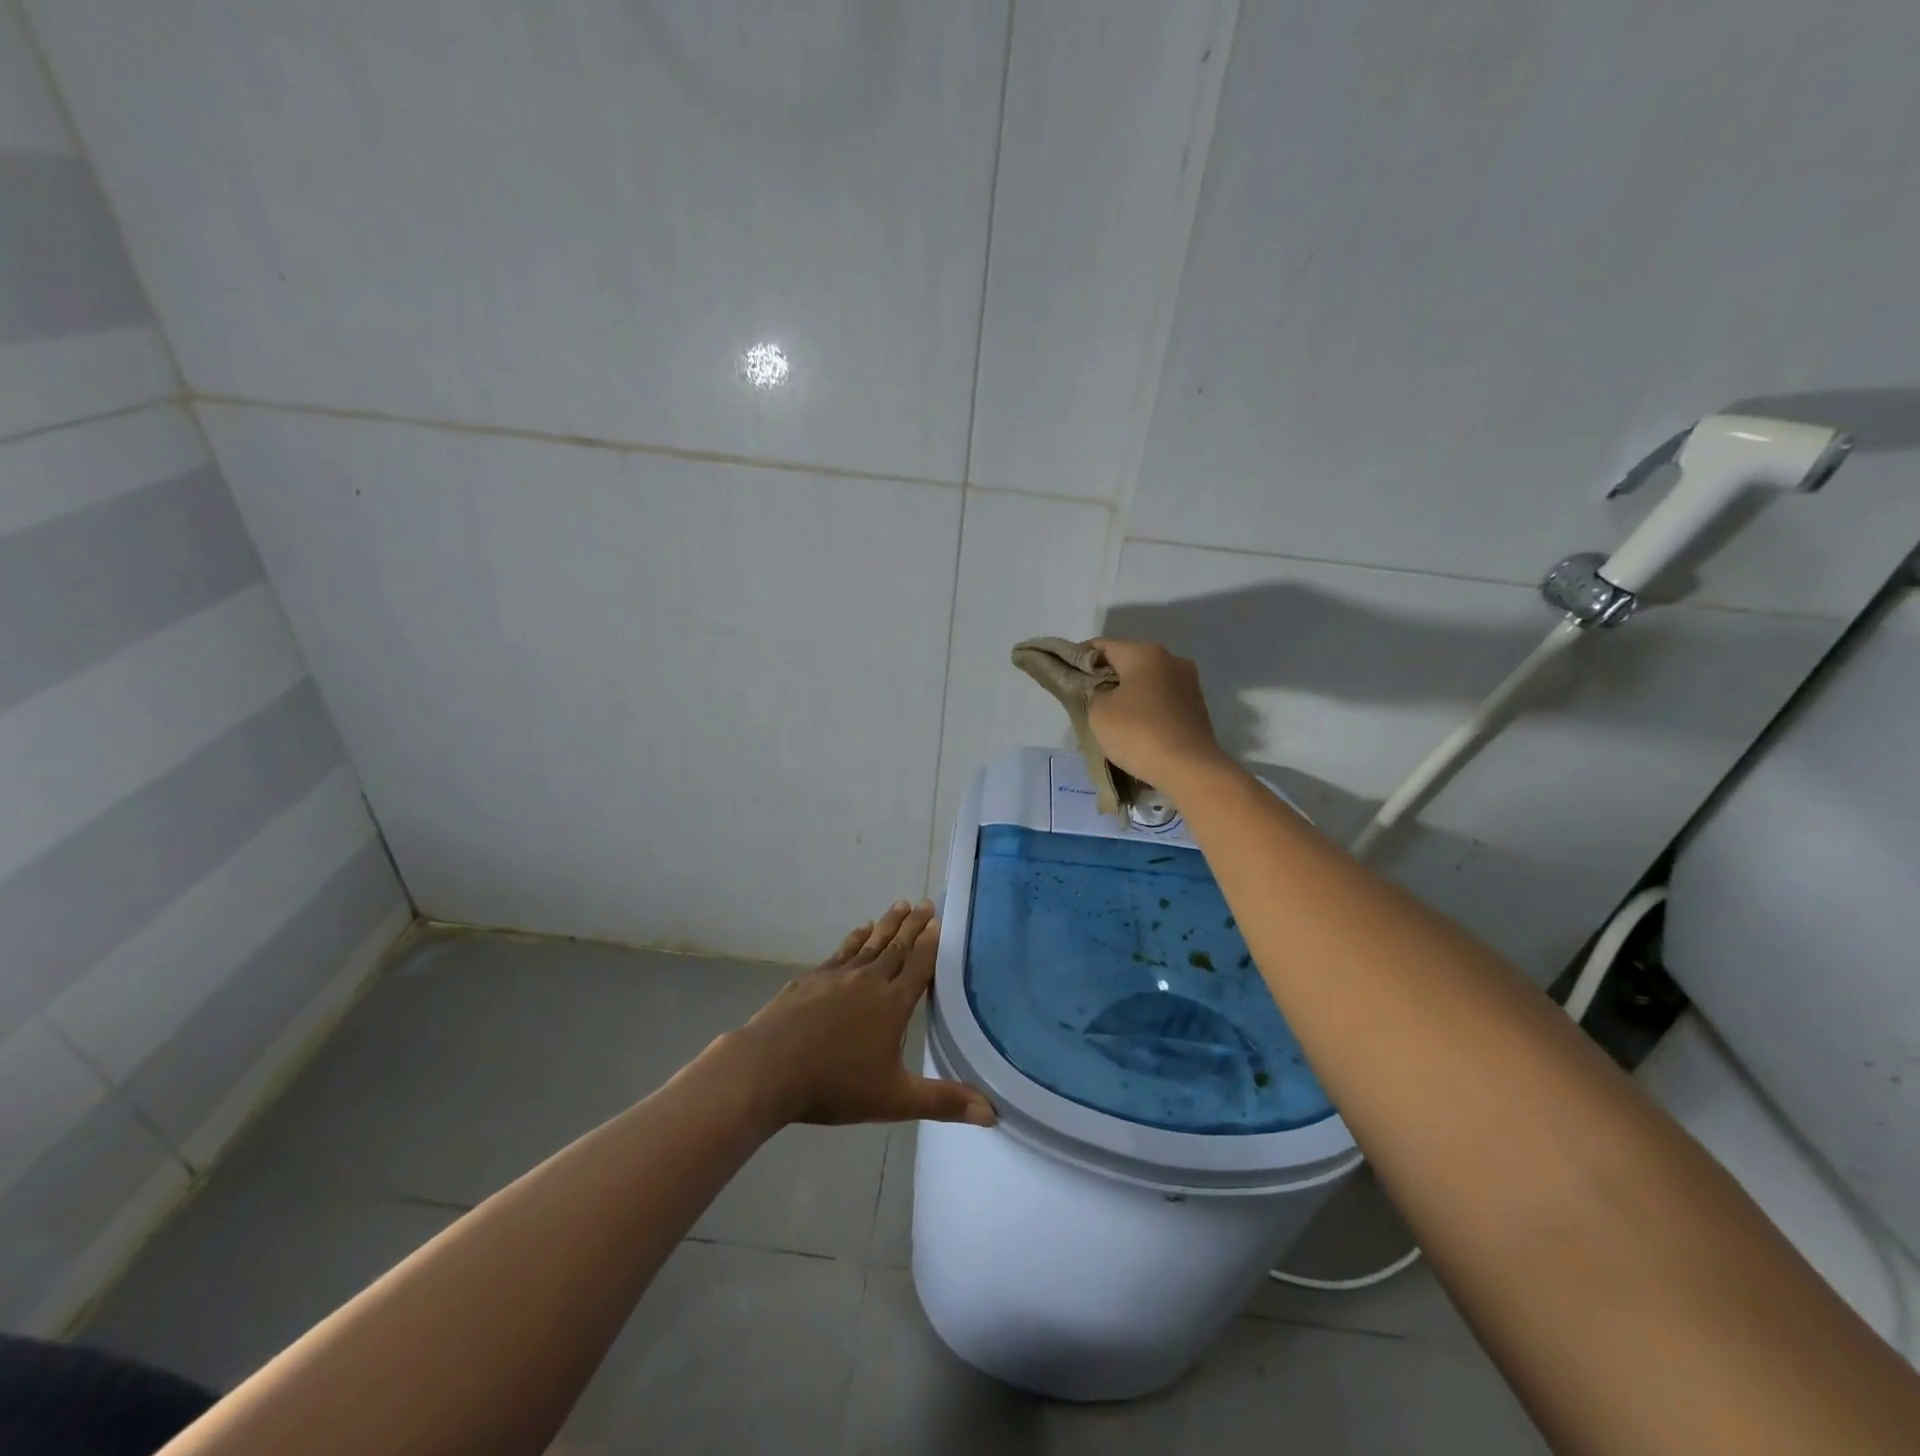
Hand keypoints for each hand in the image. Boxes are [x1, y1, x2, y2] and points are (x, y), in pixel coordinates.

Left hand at [721, 901, 995, 1130]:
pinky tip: (860, 930)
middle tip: (926, 902)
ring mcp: (837, 975)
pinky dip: (855, 937)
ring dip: (888, 924)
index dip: (932, 944)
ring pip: (870, 943)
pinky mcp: (811, 978)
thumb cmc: (835, 1085)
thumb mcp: (895, 1099)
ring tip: (900, 905)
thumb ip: (943, 1101)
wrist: (768, 1068)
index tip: (941, 922)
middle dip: (914, 925)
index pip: (920, 966)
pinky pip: (842, 950)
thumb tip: (992, 1114)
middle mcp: (869, 980)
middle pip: (898, 947)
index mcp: (893, 1004)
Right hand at [1086, 638, 1229, 790]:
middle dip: (1106, 678)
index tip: (1066, 676)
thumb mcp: (1098, 712)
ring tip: (1110, 717)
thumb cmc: (1137, 732)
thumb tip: (1102, 691)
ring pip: (1147, 682)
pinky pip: (1162, 700)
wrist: (1189, 768)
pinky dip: (1146, 709)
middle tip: (1086, 699)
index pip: (1103, 646)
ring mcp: (1189, 683)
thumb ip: (1093, 692)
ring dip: (1128, 694)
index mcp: (1145, 653)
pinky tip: (1135, 728)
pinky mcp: (1197, 707)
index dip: (1080, 658)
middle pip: (1128, 662)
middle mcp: (1171, 660)